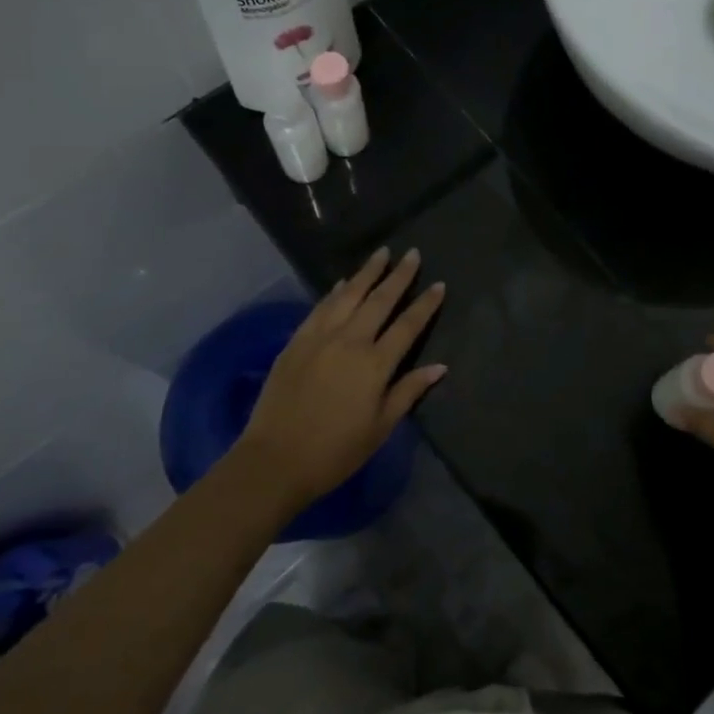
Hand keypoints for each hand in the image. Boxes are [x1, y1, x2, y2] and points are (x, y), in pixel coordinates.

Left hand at [231, 247, 446, 514]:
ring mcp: (320, 338)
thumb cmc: (335, 451)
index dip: (425, 304)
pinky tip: (342, 283)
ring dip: (367, 273)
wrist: (274, 460)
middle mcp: (350, 341)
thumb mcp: (380, 428)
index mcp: (375, 364)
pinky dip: (334, 292)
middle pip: (379, 301)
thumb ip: (408, 391)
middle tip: (412, 253)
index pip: (408, 325)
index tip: (439, 285)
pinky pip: (320, 308)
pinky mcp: (296, 342)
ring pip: (348, 295)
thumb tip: (439, 366)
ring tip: (381, 253)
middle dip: (399, 276)